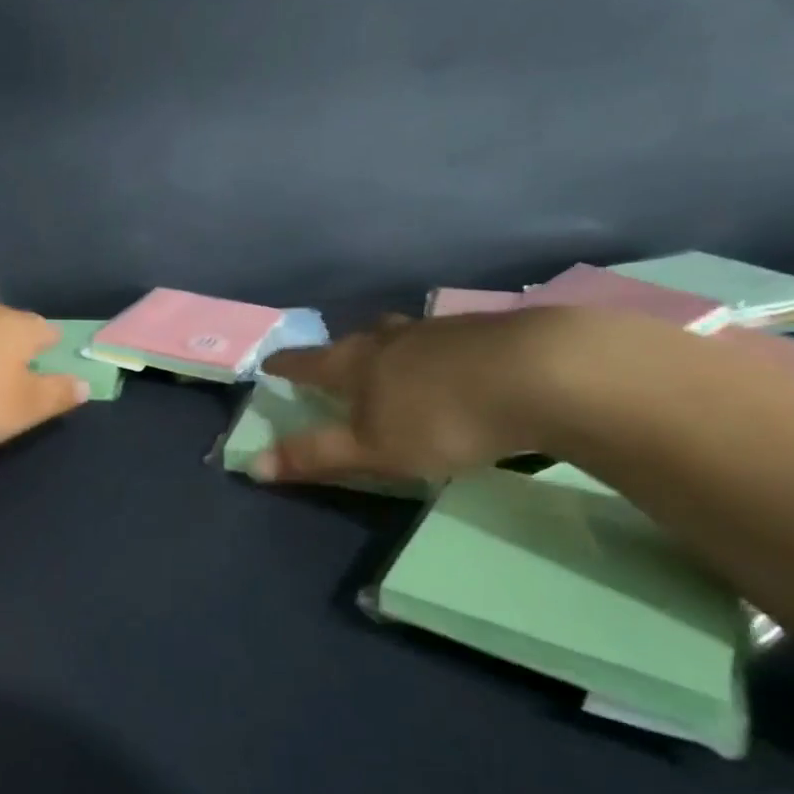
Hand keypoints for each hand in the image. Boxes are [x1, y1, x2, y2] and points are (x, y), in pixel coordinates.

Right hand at [257, 307, 608, 482]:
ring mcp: (441, 329)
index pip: (308, 361)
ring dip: (391, 348)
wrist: (540, 375)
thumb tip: (253, 464)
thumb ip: (315, 456)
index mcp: (358, 363)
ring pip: (403, 335)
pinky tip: (455, 368)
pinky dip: (437, 353)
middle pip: (357, 339)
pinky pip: (446, 339)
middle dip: (341, 352)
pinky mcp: (486, 331)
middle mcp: (393, 338)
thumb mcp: (372, 450)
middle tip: (337, 363)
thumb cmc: (441, 418)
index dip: (286, 365)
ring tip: (395, 363)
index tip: (269, 363)